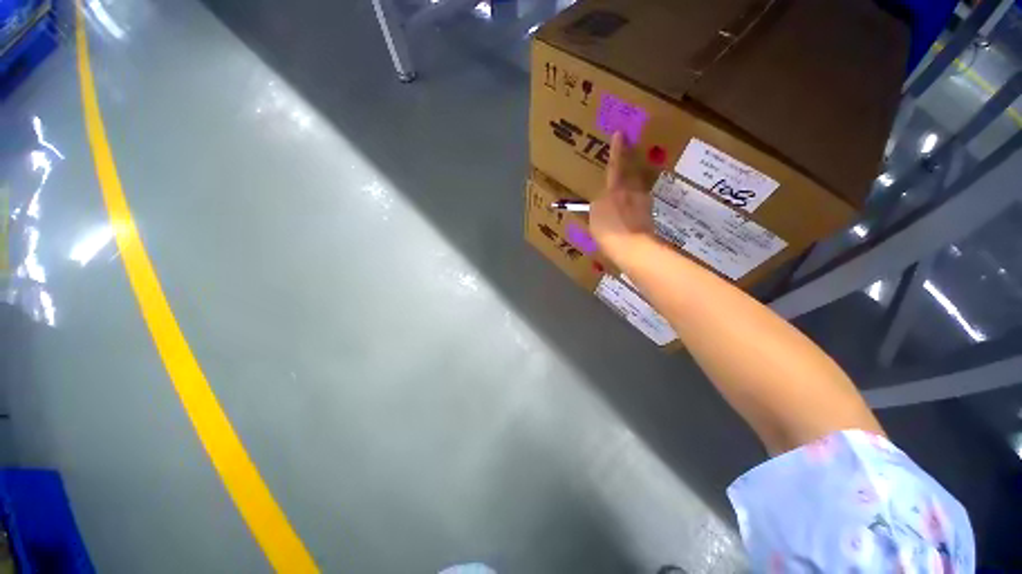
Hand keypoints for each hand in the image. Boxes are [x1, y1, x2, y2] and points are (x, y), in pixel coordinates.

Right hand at [590, 132, 654, 264]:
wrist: (633, 248)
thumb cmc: (609, 231)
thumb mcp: (595, 217)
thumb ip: (597, 205)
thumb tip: (600, 200)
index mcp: (616, 190)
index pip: (615, 166)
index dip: (617, 150)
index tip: (621, 133)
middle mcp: (632, 191)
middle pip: (631, 174)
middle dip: (628, 165)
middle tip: (626, 158)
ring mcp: (643, 202)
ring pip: (635, 189)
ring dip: (629, 189)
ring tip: (622, 196)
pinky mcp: (648, 215)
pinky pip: (637, 204)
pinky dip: (632, 205)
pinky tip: (627, 215)